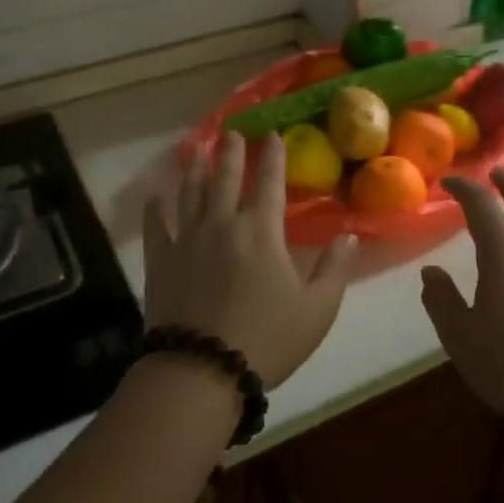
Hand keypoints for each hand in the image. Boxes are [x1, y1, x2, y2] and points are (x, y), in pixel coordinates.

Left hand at [143, 131, 358, 388]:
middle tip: (231, 131)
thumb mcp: (317, 310)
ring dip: (194, 168)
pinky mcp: (161, 261)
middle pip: (225, 178)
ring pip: (190, 193)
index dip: (272, 156)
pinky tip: (154, 197)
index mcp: (260, 231)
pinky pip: (156, 228)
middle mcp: (221, 224)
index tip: (273, 134)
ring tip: (195, 148)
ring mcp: (186, 240)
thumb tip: (349, 235)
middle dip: (231, 152)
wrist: (202, 371)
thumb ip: (335, 269)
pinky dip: (154, 210)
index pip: (268, 182)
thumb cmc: (267, 340)